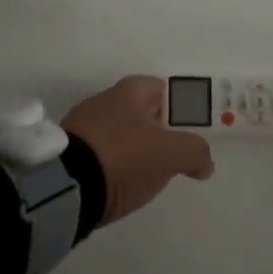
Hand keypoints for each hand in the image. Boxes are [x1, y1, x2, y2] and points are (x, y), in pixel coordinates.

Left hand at [63, 76, 215, 225]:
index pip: (161, 89)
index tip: (187, 131)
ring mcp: (84, 124)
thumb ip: (194, 152)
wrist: (67, 184)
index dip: (178, 108)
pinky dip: (113, 165)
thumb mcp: (170, 153)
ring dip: (134, 149)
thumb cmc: (125, 156)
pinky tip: (120, 182)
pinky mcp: (70, 151)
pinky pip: (101, 153)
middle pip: (141, 112)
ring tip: (147, 175)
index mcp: (130, 90)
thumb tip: (204, 163)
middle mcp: (105, 99)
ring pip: (121, 133)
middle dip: (156, 131)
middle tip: (171, 155)